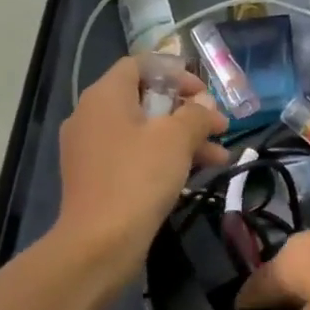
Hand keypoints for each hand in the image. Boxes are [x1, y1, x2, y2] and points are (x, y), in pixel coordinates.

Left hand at [54, 57, 229, 281]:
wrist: (99, 244)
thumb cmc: (138, 177)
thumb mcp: (176, 139)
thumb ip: (196, 115)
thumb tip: (206, 105)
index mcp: (105, 96)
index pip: (139, 65)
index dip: (175, 73)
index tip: (203, 93)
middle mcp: (91, 116)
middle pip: (144, 99)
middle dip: (186, 112)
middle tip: (217, 126)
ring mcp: (90, 149)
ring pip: (143, 132)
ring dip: (182, 139)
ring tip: (219, 156)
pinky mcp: (95, 178)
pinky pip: (133, 156)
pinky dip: (162, 159)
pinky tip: (195, 175)